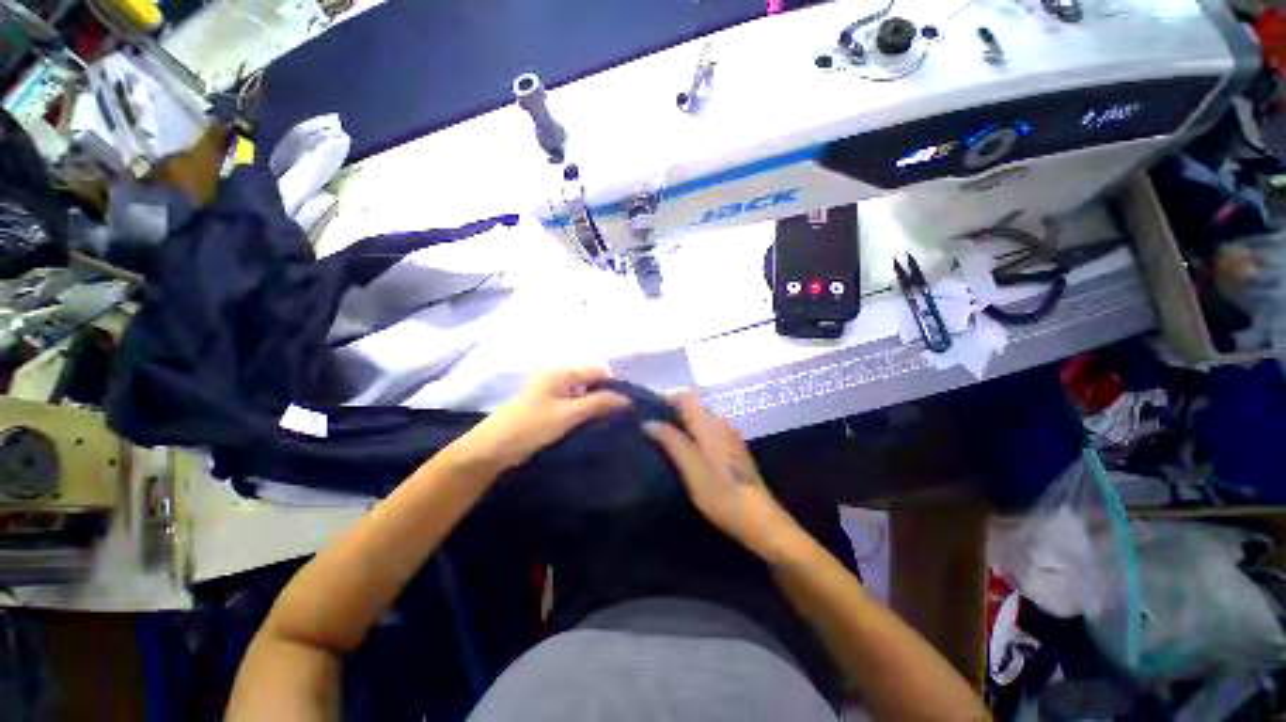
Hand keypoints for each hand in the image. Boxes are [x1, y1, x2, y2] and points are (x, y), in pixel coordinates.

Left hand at [448, 367, 629, 476]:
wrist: (492, 449)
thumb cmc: (531, 426)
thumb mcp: (568, 414)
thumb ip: (599, 403)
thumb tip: (627, 398)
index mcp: (562, 372)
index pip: (599, 372)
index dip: (616, 386)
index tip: (631, 406)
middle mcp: (558, 377)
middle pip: (592, 381)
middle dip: (608, 396)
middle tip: (623, 416)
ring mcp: (552, 392)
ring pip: (584, 394)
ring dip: (597, 406)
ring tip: (612, 422)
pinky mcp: (548, 406)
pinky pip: (574, 404)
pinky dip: (585, 412)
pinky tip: (594, 425)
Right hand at [644, 391, 801, 561]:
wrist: (761, 521)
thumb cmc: (723, 496)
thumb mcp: (693, 471)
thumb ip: (672, 442)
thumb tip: (649, 422)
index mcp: (710, 425)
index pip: (686, 396)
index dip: (665, 398)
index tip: (646, 410)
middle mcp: (721, 423)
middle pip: (692, 405)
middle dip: (670, 410)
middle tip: (649, 426)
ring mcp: (729, 435)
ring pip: (699, 417)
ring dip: (680, 421)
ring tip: (660, 438)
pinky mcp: (732, 447)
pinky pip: (706, 429)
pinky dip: (691, 432)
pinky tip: (682, 450)